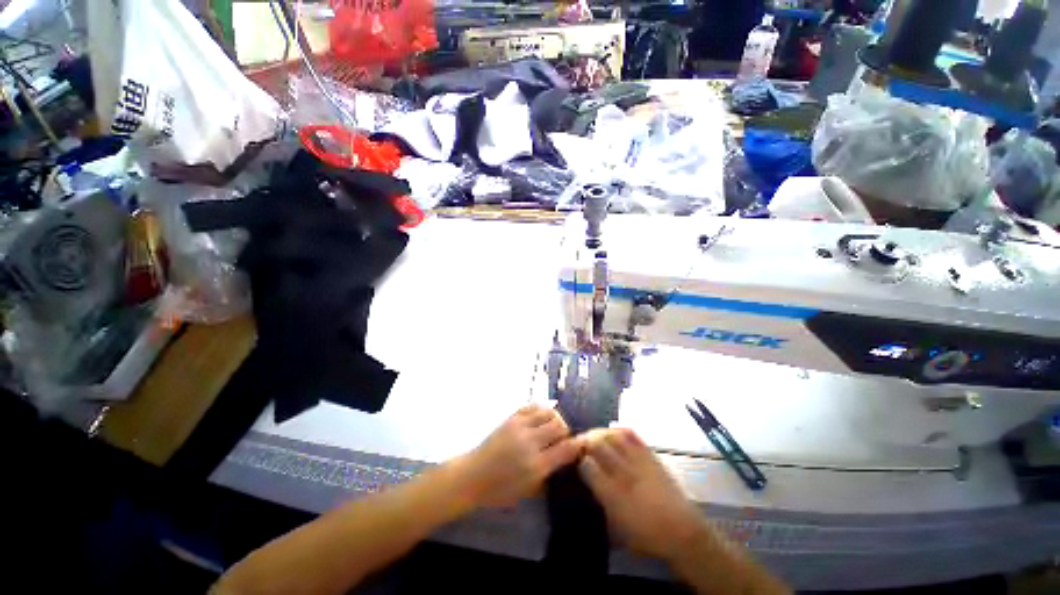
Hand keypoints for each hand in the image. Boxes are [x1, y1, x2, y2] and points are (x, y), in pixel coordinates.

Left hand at [455, 404, 581, 507]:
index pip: (566, 449)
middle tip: (562, 439)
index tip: (583, 444)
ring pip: (548, 412)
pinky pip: (533, 405)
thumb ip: (549, 473)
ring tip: (551, 427)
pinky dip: (541, 410)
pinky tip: (540, 419)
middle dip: (566, 431)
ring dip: (555, 419)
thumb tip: (566, 458)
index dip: (578, 445)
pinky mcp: (512, 417)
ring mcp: (520, 426)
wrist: (472, 475)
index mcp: (536, 465)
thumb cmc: (500, 490)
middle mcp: (530, 442)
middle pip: (559, 425)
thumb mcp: (528, 490)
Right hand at [579, 428, 706, 561]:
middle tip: (578, 443)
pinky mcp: (650, 456)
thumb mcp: (617, 530)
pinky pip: (632, 435)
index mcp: (613, 494)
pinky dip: (619, 430)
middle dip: (585, 441)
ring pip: (613, 436)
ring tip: (593, 435)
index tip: (573, 458)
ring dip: (599, 433)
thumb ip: (600, 506)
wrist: (683, 532)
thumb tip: (586, 488)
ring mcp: (638, 462)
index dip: (578, 459)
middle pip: (598, 446)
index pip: (587, 467)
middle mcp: (623, 473)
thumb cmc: (647, 536)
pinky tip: (612, 431)